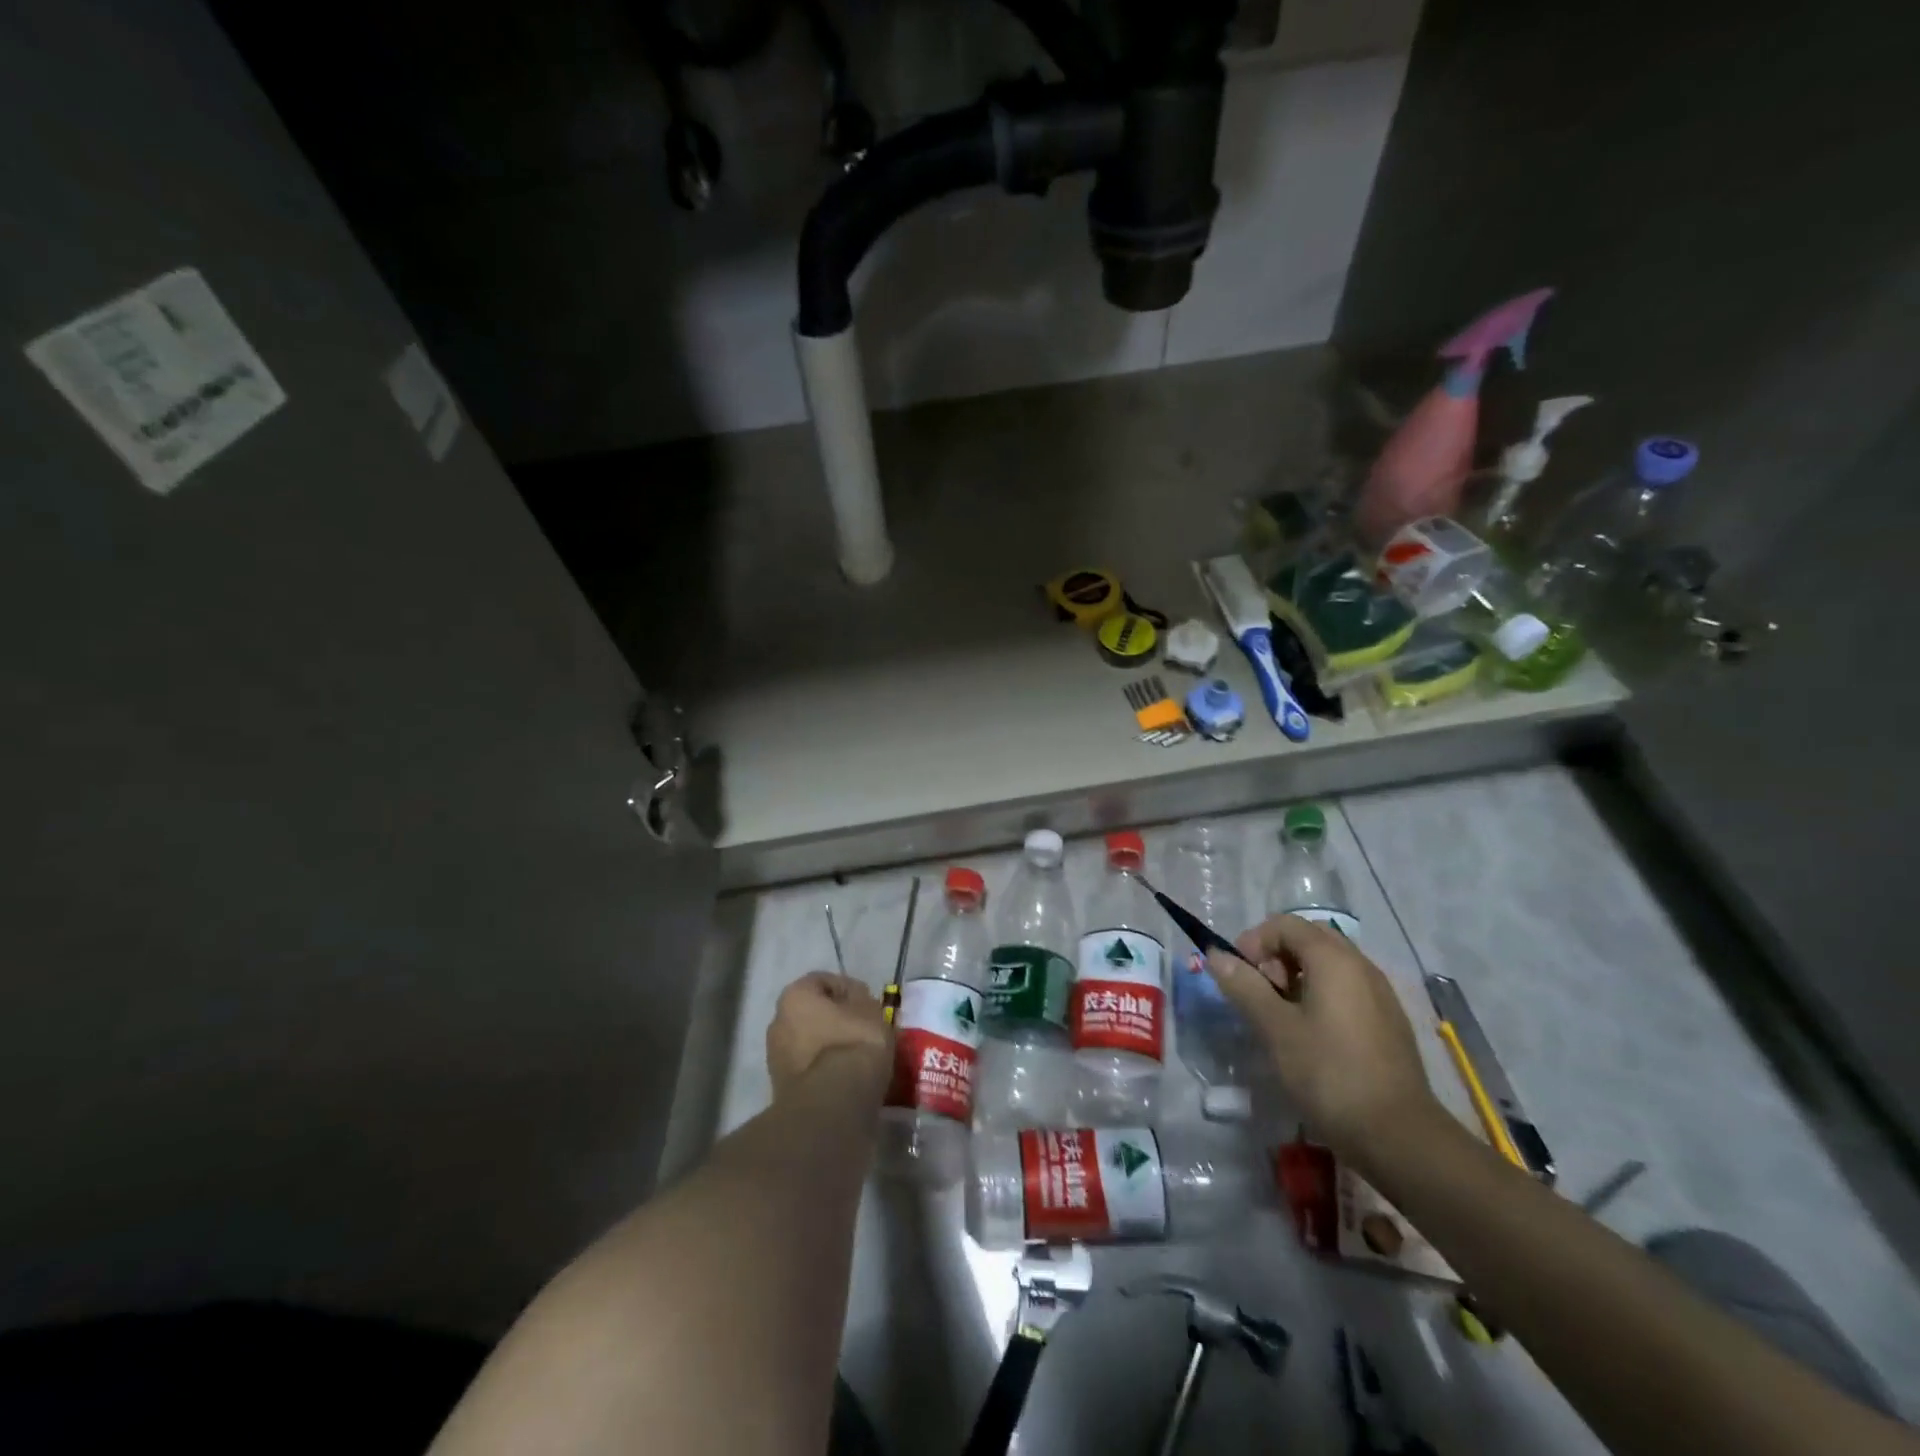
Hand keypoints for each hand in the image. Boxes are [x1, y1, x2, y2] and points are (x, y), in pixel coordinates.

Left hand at [765, 972, 889, 1098]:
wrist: (833, 1103)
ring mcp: (775, 1057)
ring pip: (809, 1041)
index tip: (868, 1004)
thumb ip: (862, 1000)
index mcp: (795, 995)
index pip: (823, 981)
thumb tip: (856, 1002)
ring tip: (856, 1056)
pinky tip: (846, 1076)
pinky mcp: (781, 1088)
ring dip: (829, 1045)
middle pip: (812, 1013)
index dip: (849, 989)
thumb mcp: (871, 1011)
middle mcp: (777, 1021)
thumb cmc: (853, 1043)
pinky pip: (808, 1067)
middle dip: (835, 1019)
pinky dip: (824, 1068)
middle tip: (862, 1028)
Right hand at [1206, 914, 1441, 1163]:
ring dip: (1297, 976)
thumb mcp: (1275, 1029)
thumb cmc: (1329, 1075)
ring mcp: (1380, 993)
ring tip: (1281, 1016)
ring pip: (1330, 964)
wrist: (1400, 1136)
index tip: (1238, 975)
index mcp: (1334, 960)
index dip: (1254, 941)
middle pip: (1309, 938)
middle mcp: (1361, 965)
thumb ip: (1244, 987)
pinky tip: (1312, 1035)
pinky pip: (1347, 988)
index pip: (1285, 924)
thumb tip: (1216, 955)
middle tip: (1260, 992)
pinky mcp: (1389, 1021)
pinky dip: (1321, 995)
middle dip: (1276, 956)